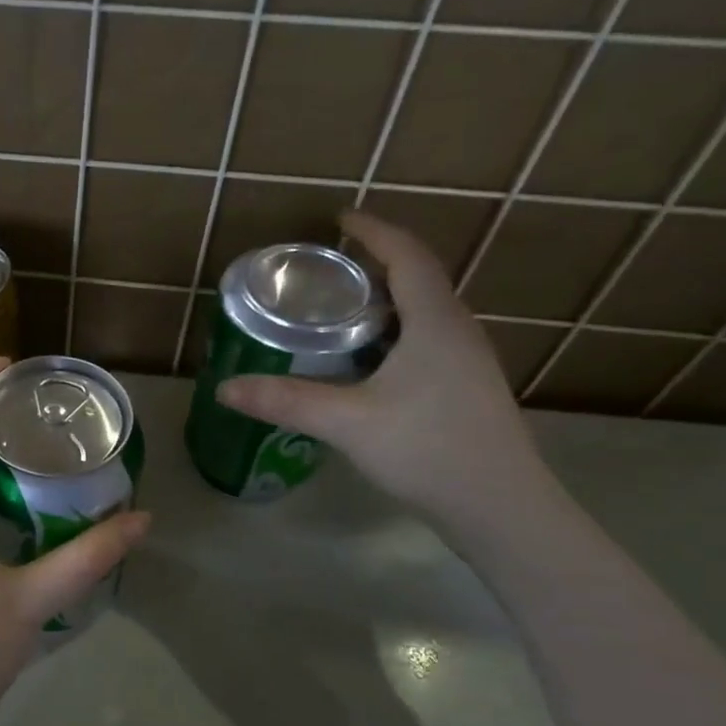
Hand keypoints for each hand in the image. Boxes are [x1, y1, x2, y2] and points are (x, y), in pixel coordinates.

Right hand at [216, 212, 554, 533]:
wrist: (499, 507)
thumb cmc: (428, 449)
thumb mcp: (348, 422)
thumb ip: (286, 401)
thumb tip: (226, 388)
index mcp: (435, 322)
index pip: (407, 256)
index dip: (374, 231)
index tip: (339, 218)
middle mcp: (458, 332)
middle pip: (418, 280)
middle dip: (373, 266)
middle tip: (325, 273)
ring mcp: (467, 363)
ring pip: (423, 314)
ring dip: (383, 303)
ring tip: (337, 313)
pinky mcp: (464, 390)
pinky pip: (425, 343)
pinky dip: (392, 336)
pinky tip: (364, 364)